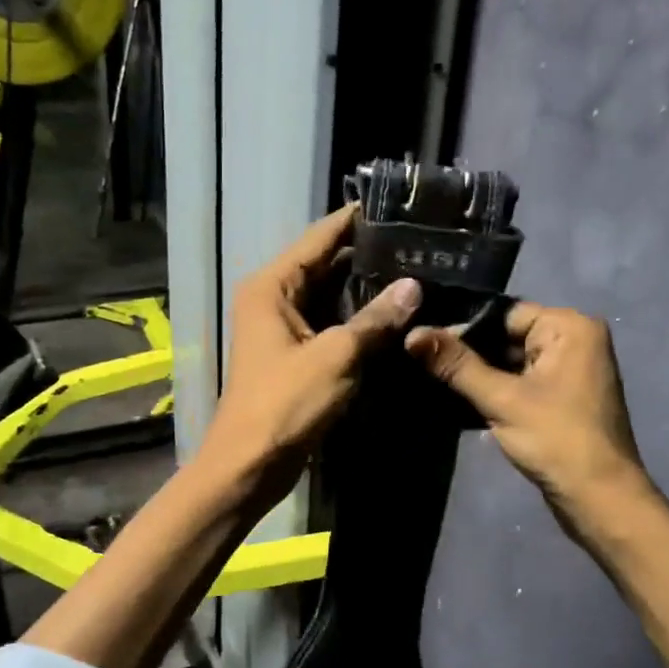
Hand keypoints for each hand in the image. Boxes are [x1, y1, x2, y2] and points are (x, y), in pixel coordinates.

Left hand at [201, 206, 421, 506]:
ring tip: (415, 270)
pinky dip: (356, 318)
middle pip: (324, 263)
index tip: (395, 204)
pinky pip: (329, 322)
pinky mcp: (294, 353)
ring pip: (329, 295)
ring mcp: (282, 327)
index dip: (355, 219)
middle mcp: (273, 298)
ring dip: (365, 288)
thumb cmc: (286, 403)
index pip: (319, 238)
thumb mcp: (337, 356)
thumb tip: (414, 286)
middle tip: (417, 242)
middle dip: (367, 255)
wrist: (250, 463)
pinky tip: (392, 313)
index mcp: (272, 286)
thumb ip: (375, 319)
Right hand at [406, 302, 657, 537]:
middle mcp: (574, 340)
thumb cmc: (556, 439)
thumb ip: (456, 365)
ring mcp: (569, 371)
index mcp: (569, 327)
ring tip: (429, 378)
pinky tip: (455, 400)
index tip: (420, 340)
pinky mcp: (561, 398)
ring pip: (510, 362)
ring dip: (477, 374)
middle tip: (418, 360)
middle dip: (467, 353)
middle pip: (506, 336)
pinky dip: (493, 390)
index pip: (503, 313)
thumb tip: (411, 334)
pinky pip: (520, 382)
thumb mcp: (501, 399)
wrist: (600, 499)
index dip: (461, 328)